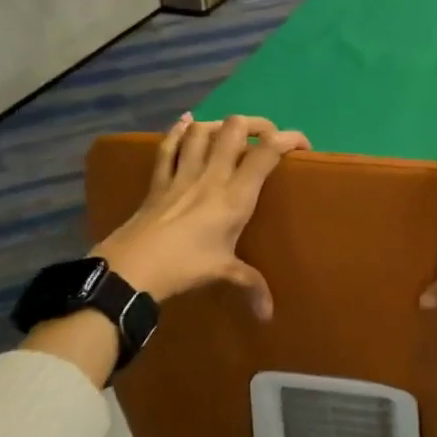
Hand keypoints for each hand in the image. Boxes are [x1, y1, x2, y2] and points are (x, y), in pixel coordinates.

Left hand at [94, 113, 309, 319]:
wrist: (134, 267)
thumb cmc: (186, 266)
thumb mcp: (224, 273)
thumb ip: (252, 287)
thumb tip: (268, 316)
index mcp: (235, 196)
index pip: (266, 152)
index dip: (289, 139)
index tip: (303, 145)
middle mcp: (212, 176)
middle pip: (235, 129)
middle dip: (256, 125)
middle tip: (266, 137)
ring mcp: (182, 174)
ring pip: (202, 131)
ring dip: (219, 125)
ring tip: (230, 131)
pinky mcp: (158, 180)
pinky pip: (168, 146)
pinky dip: (178, 130)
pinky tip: (186, 121)